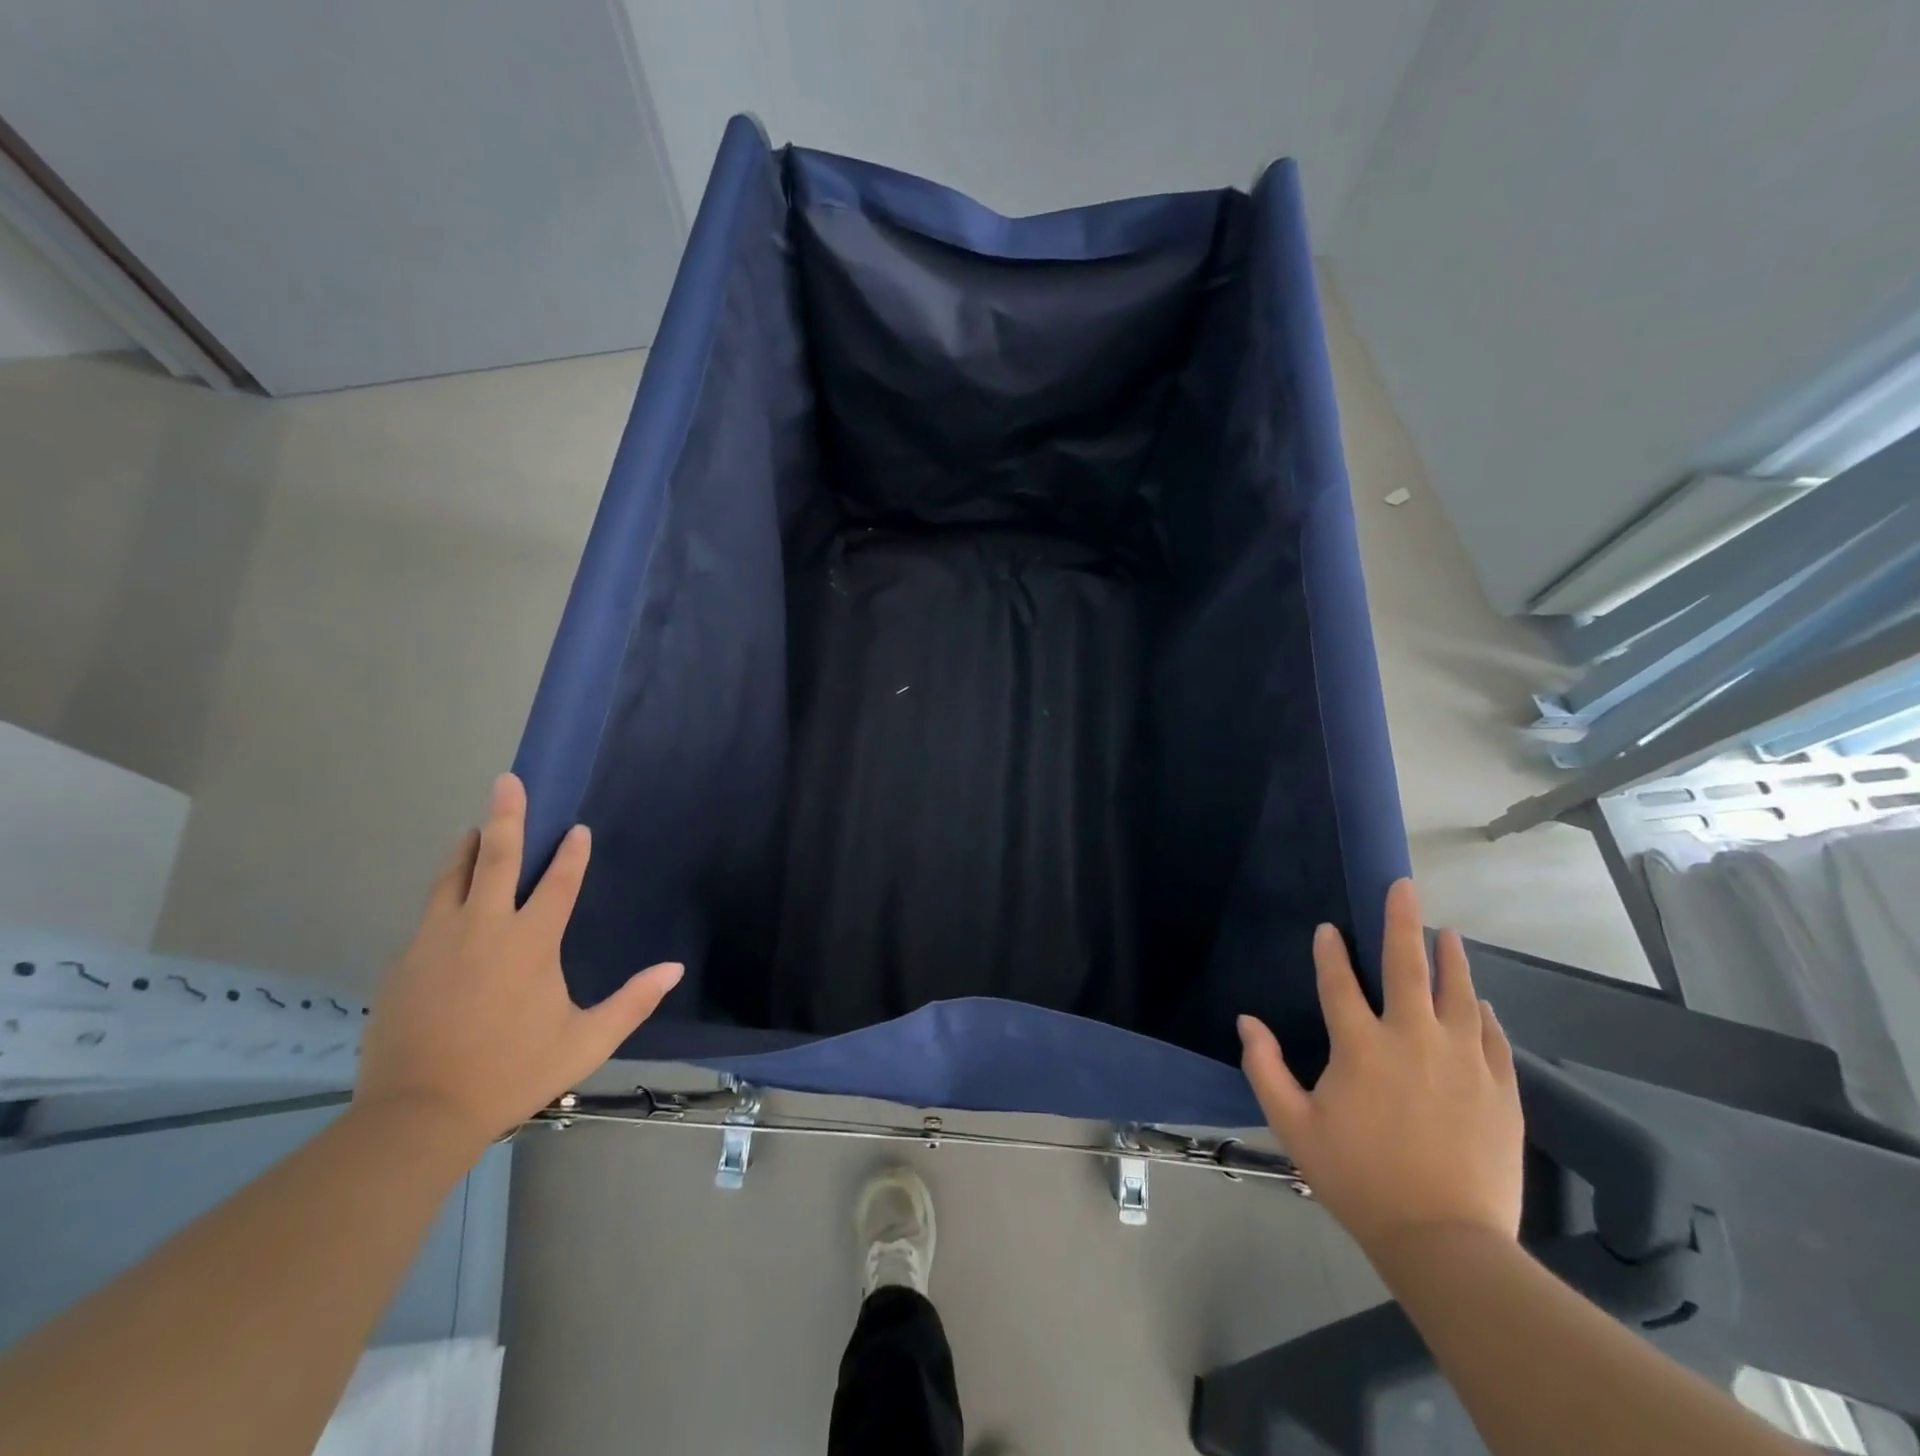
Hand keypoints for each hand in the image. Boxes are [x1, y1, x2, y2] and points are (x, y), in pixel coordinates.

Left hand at [353, 773, 682, 1154]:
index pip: (557, 882)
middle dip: (505, 816)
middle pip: (494, 858)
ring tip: (473, 829)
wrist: (417, 1114)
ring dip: (466, 849)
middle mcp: (482, 928)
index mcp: (530, 942)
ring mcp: (436, 941)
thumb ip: (633, 1001)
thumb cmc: (513, 1071)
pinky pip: (429, 915)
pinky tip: (448, 903)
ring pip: (451, 879)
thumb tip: (675, 969)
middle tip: (507, 781)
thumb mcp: (586, 1041)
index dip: (571, 854)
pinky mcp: (404, 962)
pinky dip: (444, 895)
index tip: (577, 830)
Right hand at [1238, 879, 1522, 1257]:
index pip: (1339, 982)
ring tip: (1448, 933)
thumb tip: (1247, 1022)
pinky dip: (1483, 1015)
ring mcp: (1463, 1061)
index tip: (1327, 929)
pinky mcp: (1499, 1089)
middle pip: (1407, 967)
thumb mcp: (1293, 1125)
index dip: (1329, 952)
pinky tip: (1480, 1005)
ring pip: (1459, 993)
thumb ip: (1265, 1068)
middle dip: (1403, 921)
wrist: (1445, 1241)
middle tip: (1404, 886)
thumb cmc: (1358, 1179)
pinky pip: (1493, 1038)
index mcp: (1360, 1045)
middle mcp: (1413, 1039)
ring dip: (1451, 959)